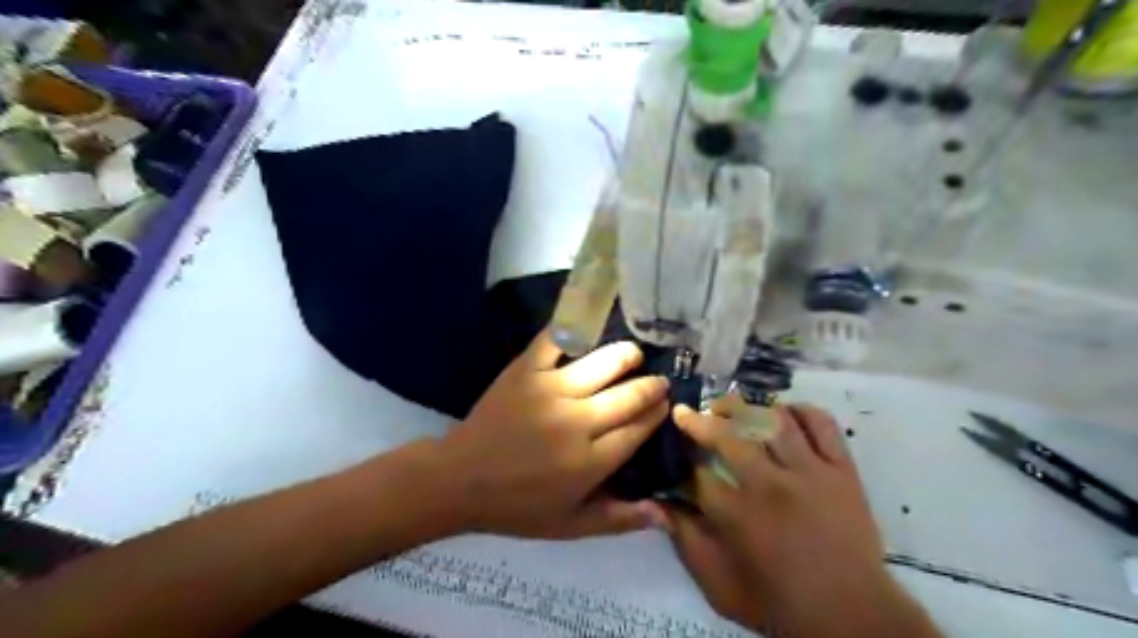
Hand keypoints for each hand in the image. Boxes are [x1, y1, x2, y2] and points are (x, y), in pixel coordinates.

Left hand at [433, 332, 669, 540]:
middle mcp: (577, 421)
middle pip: (630, 394)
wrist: (459, 480)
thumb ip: (619, 519)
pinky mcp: (525, 370)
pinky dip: (575, 329)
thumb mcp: (570, 526)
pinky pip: (556, 340)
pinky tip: (590, 329)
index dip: (658, 413)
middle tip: (657, 379)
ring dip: (626, 354)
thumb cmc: (517, 507)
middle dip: (651, 385)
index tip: (665, 404)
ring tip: (633, 353)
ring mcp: (550, 390)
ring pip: (603, 362)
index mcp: (591, 461)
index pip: (640, 428)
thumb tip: (665, 512)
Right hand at [669, 404, 943, 636]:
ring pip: (771, 419)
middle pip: (727, 436)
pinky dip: (799, 410)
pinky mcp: (841, 469)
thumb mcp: (720, 587)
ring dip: (743, 408)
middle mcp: (771, 484)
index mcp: (738, 516)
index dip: (680, 459)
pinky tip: (782, 412)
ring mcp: (810, 472)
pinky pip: (821, 423)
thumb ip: (686, 542)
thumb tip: (656, 504)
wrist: (854, 616)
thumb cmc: (780, 603)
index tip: (673, 452)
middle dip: (698, 421)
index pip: (696, 473)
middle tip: (686, 414)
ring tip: (727, 408)